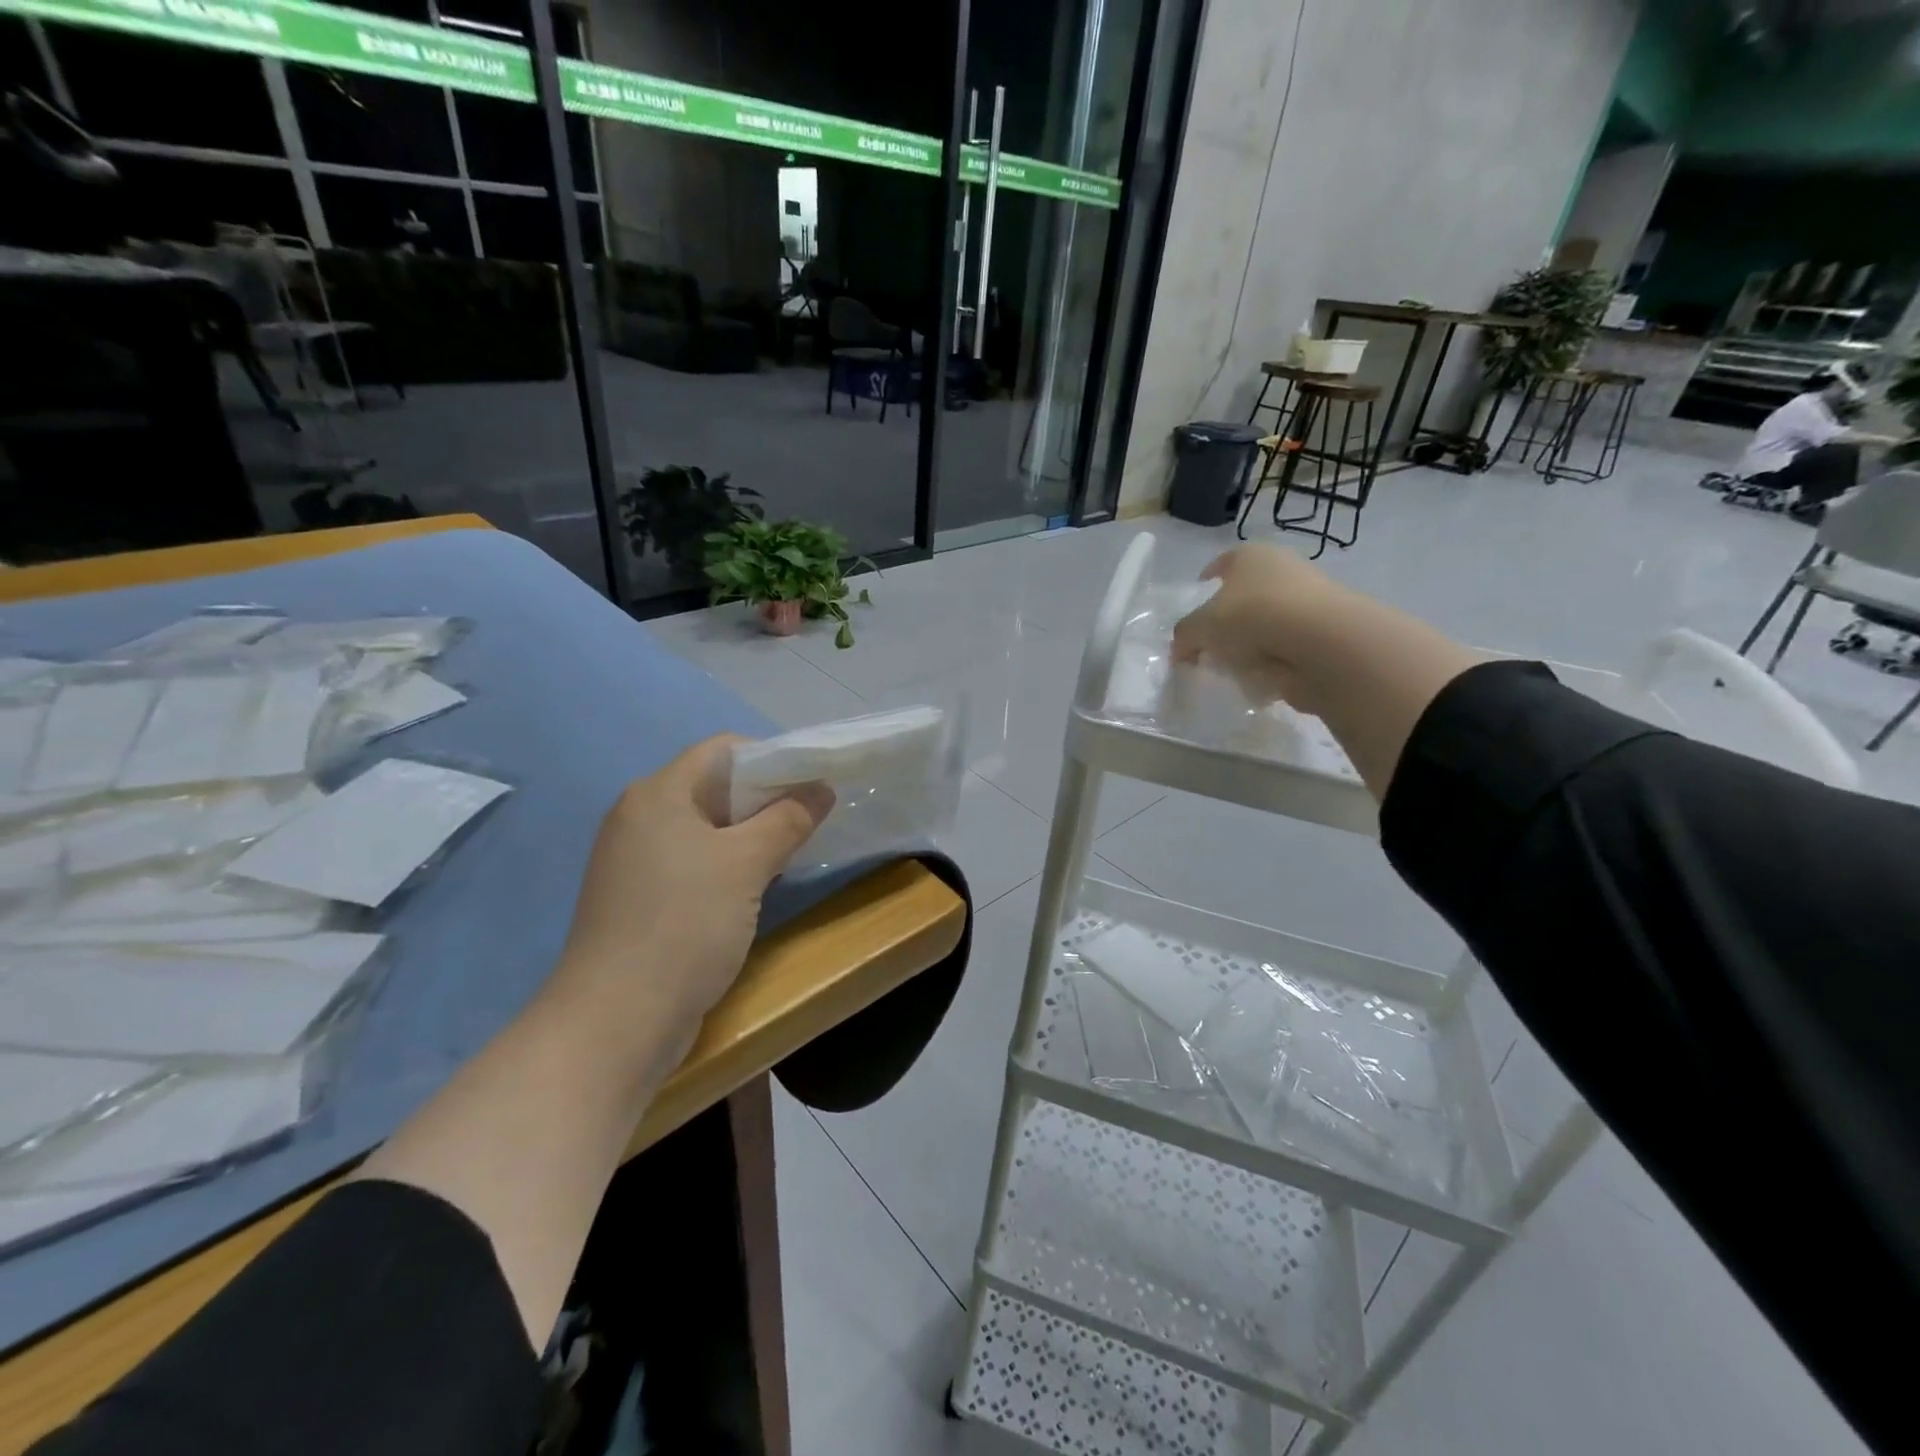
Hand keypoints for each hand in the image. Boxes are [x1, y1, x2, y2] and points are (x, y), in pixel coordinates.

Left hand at [556, 735, 832, 1036]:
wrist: (617, 1020)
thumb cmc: (684, 924)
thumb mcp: (746, 864)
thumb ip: (788, 819)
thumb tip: (821, 788)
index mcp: (657, 795)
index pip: (722, 750)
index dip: (771, 758)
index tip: (811, 784)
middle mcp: (640, 817)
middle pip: (715, 787)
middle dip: (767, 798)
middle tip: (811, 819)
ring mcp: (637, 861)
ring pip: (707, 828)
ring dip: (752, 834)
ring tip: (793, 850)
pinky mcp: (642, 898)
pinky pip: (695, 862)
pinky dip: (730, 864)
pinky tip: (759, 885)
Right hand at [1171, 543, 1346, 712]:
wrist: (1322, 642)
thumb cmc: (1252, 618)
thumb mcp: (1200, 628)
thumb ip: (1184, 637)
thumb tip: (1181, 650)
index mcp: (1251, 555)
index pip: (1223, 562)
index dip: (1206, 582)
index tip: (1197, 604)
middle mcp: (1284, 568)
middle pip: (1247, 594)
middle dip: (1229, 619)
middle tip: (1211, 645)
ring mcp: (1310, 598)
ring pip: (1270, 621)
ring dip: (1253, 643)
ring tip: (1235, 667)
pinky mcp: (1327, 631)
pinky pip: (1290, 647)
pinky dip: (1276, 661)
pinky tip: (1264, 677)